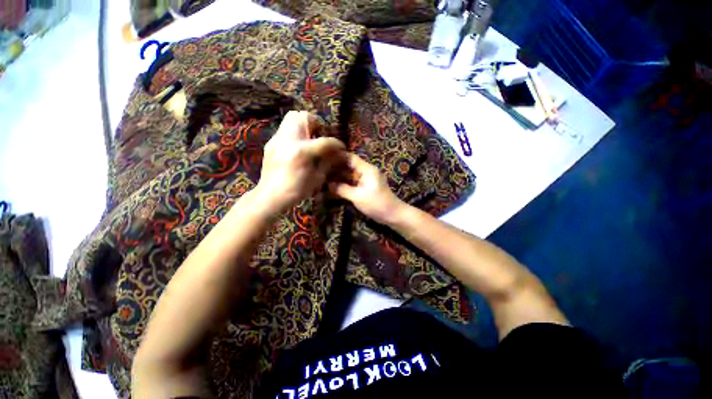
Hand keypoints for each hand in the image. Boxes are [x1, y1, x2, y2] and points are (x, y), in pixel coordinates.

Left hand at [254, 111, 343, 213]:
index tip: (341, 147)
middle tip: (321, 136)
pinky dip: (295, 132)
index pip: (325, 141)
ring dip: (305, 125)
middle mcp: (288, 140)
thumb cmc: (297, 190)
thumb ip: (328, 162)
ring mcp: (277, 139)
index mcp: (302, 152)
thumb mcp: (317, 178)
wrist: (271, 196)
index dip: (336, 143)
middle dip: (317, 124)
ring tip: (310, 139)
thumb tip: (338, 153)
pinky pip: (285, 128)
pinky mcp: (271, 142)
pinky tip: (298, 146)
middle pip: (304, 116)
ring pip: (292, 117)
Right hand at [328, 152, 403, 223]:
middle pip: (349, 166)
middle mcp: (367, 172)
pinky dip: (345, 185)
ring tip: (324, 178)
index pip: (350, 158)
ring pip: (350, 176)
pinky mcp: (366, 188)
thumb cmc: (376, 203)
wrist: (392, 215)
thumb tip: (328, 185)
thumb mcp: (357, 196)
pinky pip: (353, 183)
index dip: (337, 157)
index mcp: (367, 169)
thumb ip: (342, 189)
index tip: (324, 158)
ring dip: (339, 178)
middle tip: (321, 170)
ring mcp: (367, 180)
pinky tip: (334, 188)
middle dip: (336, 168)